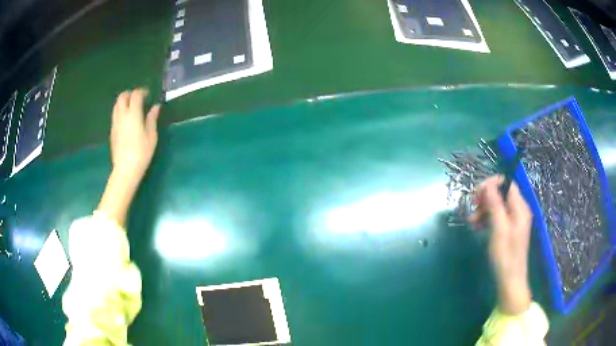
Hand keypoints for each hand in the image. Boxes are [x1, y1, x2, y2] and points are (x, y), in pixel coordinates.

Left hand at [110, 88, 159, 182]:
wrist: (125, 169)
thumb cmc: (141, 153)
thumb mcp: (151, 136)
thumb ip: (152, 118)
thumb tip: (155, 107)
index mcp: (133, 113)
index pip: (136, 94)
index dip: (142, 92)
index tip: (148, 95)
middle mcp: (122, 115)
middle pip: (122, 96)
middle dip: (130, 94)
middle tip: (139, 100)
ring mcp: (115, 123)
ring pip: (117, 105)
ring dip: (124, 102)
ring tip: (132, 109)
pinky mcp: (112, 131)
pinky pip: (115, 115)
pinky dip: (121, 112)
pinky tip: (127, 121)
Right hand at [468, 176, 532, 314]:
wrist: (510, 281)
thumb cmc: (505, 256)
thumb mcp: (499, 229)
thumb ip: (495, 205)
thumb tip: (488, 183)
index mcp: (520, 208)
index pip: (508, 183)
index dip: (492, 184)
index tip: (476, 193)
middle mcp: (519, 210)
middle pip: (502, 194)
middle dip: (486, 198)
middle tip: (472, 208)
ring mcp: (514, 221)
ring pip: (498, 205)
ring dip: (484, 209)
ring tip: (471, 222)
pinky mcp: (509, 230)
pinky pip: (498, 217)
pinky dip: (487, 219)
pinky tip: (478, 227)